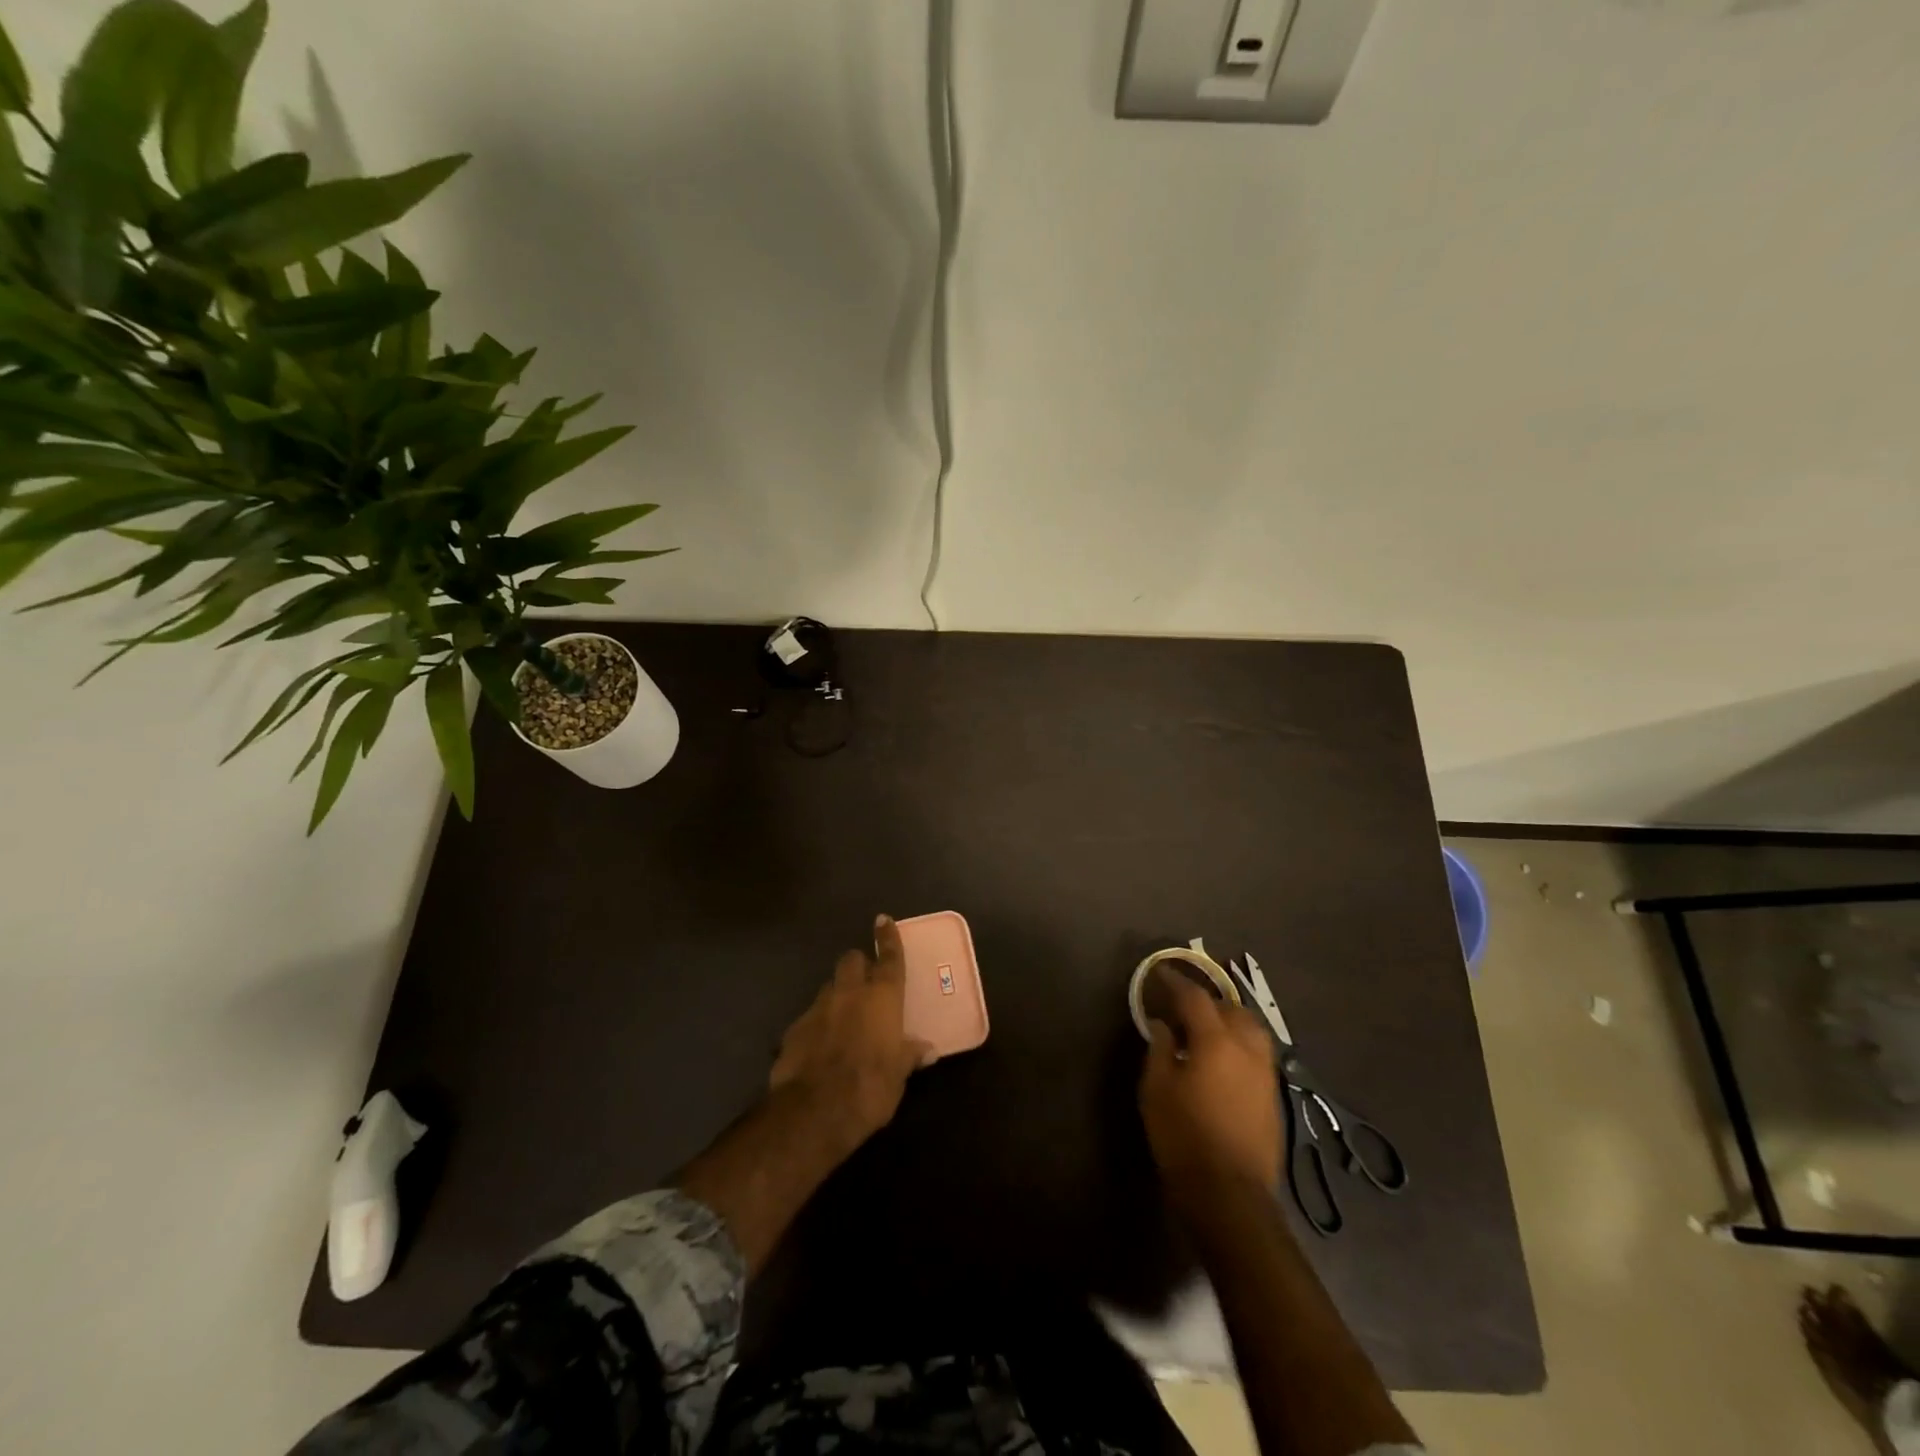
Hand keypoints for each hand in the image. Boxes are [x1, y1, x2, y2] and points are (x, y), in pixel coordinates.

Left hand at [770, 914, 931, 1153]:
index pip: (889, 958)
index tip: (883, 919)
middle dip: (858, 964)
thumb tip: (927, 1050)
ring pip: (829, 987)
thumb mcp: (898, 1075)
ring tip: (843, 1016)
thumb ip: (909, 1056)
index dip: (888, 938)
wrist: (814, 1111)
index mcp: (882, 997)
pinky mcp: (793, 1029)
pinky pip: (810, 1017)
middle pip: (851, 960)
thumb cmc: (870, 1087)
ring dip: (837, 994)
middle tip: (865, 979)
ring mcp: (817, 1008)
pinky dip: (818, 1024)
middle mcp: (849, 993)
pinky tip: (820, 1046)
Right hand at [1139, 967, 1283, 1198]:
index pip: (1195, 997)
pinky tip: (1223, 1056)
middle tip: (1181, 1005)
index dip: (1175, 982)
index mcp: (1216, 1040)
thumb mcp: (1156, 1088)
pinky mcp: (1272, 1094)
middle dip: (1205, 1000)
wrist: (1229, 1194)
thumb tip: (1164, 1024)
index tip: (1160, 974)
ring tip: (1206, 1027)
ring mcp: (1265, 1071)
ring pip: (1250, 1028)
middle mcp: (1247, 1047)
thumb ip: (1159, 1048)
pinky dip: (1239, 1042)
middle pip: (1229, 1007)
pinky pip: (1257, 1051)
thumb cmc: (1183, 1136)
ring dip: (1228, 1019)